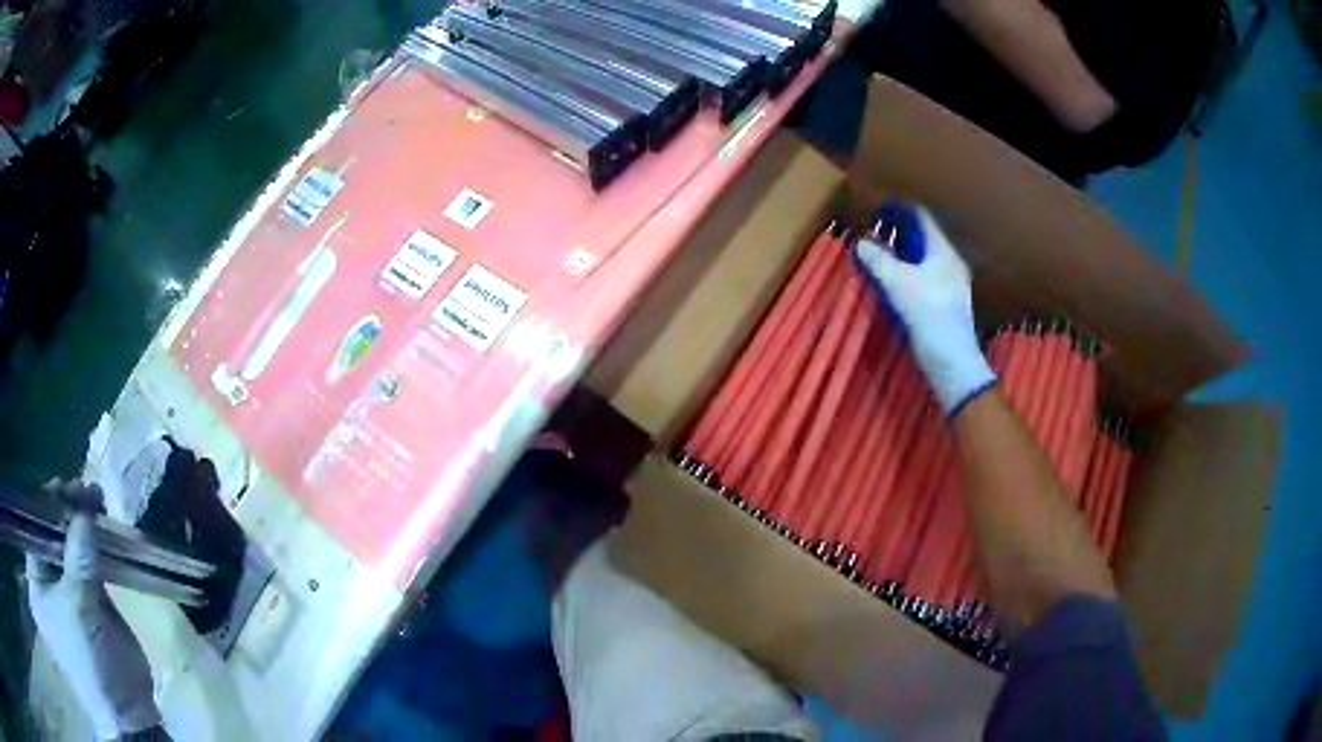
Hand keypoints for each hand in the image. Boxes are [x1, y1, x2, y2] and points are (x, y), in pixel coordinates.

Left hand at [27, 480, 160, 739]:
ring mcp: (65, 597)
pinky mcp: (87, 607)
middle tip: (81, 490)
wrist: (128, 719)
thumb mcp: (78, 608)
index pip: (33, 530)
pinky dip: (94, 547)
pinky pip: (86, 568)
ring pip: (67, 550)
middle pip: (48, 536)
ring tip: (94, 499)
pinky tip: (101, 524)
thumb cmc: (89, 665)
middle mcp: (44, 585)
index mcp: (35, 585)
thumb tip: (82, 502)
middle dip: (63, 513)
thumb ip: (78, 553)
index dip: (45, 506)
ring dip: (79, 525)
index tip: (64, 487)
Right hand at [853, 203, 995, 415]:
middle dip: (898, 231)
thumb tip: (860, 242)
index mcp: (944, 252)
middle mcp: (949, 263)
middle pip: (922, 237)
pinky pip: (922, 276)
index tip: (877, 209)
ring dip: (901, 253)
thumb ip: (879, 260)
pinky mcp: (943, 303)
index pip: (922, 218)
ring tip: (878, 253)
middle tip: (873, 230)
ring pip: (922, 258)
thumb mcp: (899, 284)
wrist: (952, 362)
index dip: (899, 209)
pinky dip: (906, 271)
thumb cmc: (930, 315)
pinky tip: (891, 280)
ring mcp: (949, 284)